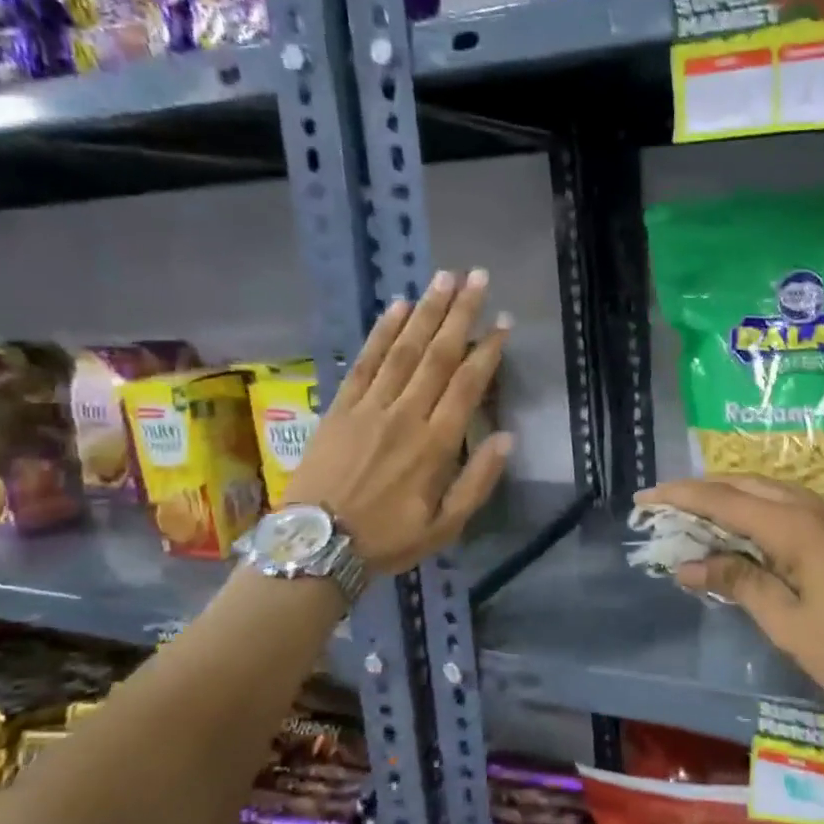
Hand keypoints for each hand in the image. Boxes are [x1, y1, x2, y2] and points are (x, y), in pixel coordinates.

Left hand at [281, 269, 511, 574]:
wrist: (316, 546)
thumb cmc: (387, 539)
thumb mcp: (445, 527)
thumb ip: (478, 481)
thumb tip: (507, 438)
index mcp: (436, 444)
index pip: (467, 385)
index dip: (488, 350)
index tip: (503, 321)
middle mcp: (406, 415)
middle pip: (438, 355)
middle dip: (459, 313)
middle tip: (476, 277)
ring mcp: (370, 407)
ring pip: (403, 349)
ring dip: (426, 312)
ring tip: (443, 278)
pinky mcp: (341, 407)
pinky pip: (365, 362)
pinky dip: (381, 332)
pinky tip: (396, 308)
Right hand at [637, 475, 823, 709]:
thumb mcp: (787, 623)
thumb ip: (737, 584)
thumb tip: (689, 565)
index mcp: (792, 527)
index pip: (722, 499)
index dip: (680, 497)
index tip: (643, 499)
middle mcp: (809, 509)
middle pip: (744, 485)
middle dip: (701, 490)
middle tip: (665, 505)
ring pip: (768, 492)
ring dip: (729, 496)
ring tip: (696, 512)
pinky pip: (787, 506)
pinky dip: (755, 509)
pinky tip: (744, 528)